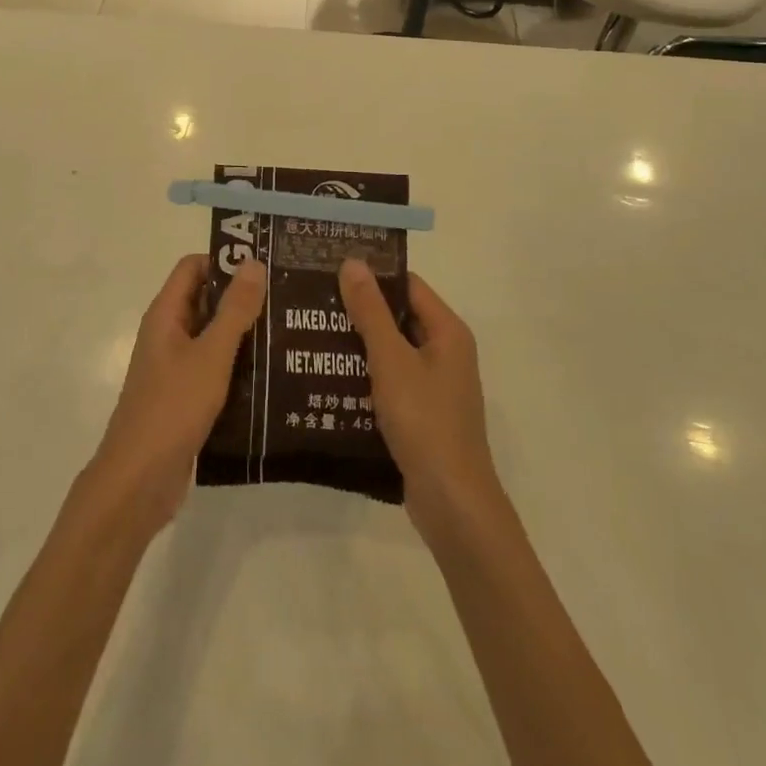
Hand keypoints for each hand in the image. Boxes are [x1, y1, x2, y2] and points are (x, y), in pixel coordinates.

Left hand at [87, 254, 266, 533]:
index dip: (225, 260)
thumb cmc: (172, 408)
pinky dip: (239, 367)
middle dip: (242, 298)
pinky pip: (215, 370)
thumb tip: (253, 262)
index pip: (193, 267)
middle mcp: (168, 335)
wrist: (138, 482)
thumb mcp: (210, 355)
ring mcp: (175, 368)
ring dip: (244, 334)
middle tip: (288, 297)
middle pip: (206, 300)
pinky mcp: (185, 398)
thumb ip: (234, 310)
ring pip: (213, 338)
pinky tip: (274, 376)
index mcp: (166, 315)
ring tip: (290, 332)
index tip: (266, 264)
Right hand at [337, 259, 502, 544]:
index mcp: (447, 331)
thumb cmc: (425, 421)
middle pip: (399, 316)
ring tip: (312, 335)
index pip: (407, 285)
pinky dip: (365, 375)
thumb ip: (371, 311)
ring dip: (358, 344)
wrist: (452, 504)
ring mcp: (435, 385)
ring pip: (391, 351)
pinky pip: (391, 381)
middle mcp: (446, 352)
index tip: (331, 269)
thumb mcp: (391, 360)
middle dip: (359, 310)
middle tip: (313, 301)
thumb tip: (353, 262)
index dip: (372, 275)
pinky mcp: (422, 414)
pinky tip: (330, 378)